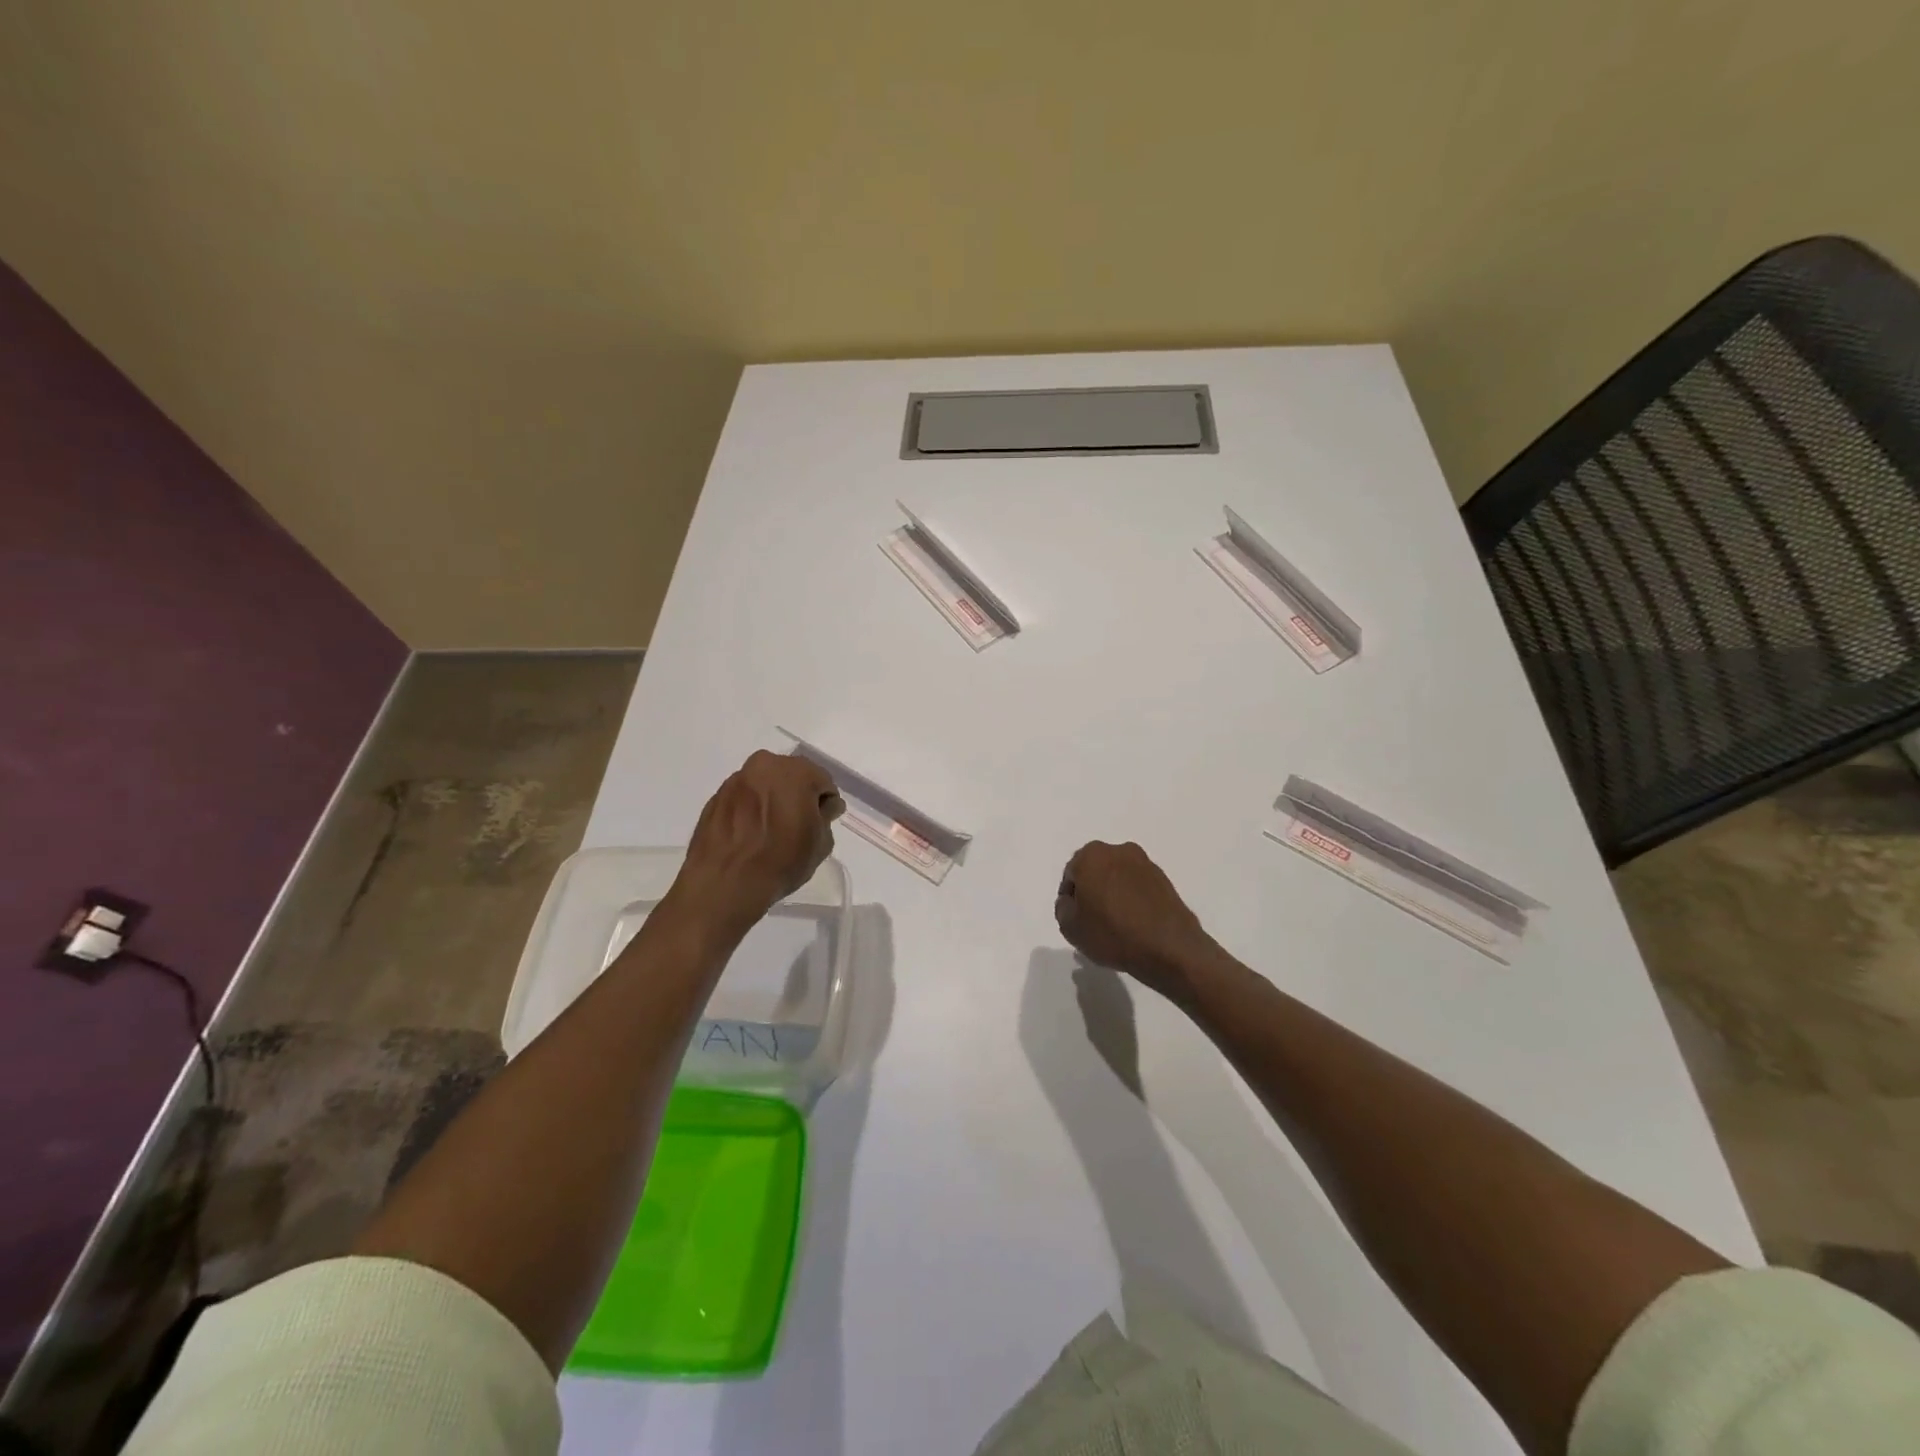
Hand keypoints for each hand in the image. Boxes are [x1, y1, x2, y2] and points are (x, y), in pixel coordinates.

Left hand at [673, 751, 842, 930]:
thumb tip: (823, 807)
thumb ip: (826, 816)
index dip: (825, 804)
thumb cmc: (781, 860)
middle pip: (791, 777)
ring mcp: (736, 780)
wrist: (725, 883)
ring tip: (771, 832)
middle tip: (798, 826)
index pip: (823, 782)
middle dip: (797, 796)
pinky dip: (750, 810)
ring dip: (772, 801)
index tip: (821, 824)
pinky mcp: (715, 798)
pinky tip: (750, 835)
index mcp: (795, 771)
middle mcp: (764, 766)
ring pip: (764, 785)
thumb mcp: (821, 843)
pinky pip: (743, 799)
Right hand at [1055, 841, 1215, 1002]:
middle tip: (1093, 921)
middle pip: (1095, 872)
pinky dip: (1134, 901)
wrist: (1169, 948)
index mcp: (1091, 855)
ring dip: (1114, 895)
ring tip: (1116, 926)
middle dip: (1092, 892)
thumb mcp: (1069, 926)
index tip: (1076, 920)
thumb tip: (1073, 900)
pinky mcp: (1165, 880)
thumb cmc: (1112, 934)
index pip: (1071, 875)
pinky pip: (1139, 888)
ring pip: (1118, 878)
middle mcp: (1119, 850)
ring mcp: (1145, 863)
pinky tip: (1135, 925)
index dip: (1070, 899)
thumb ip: (1063, 906)